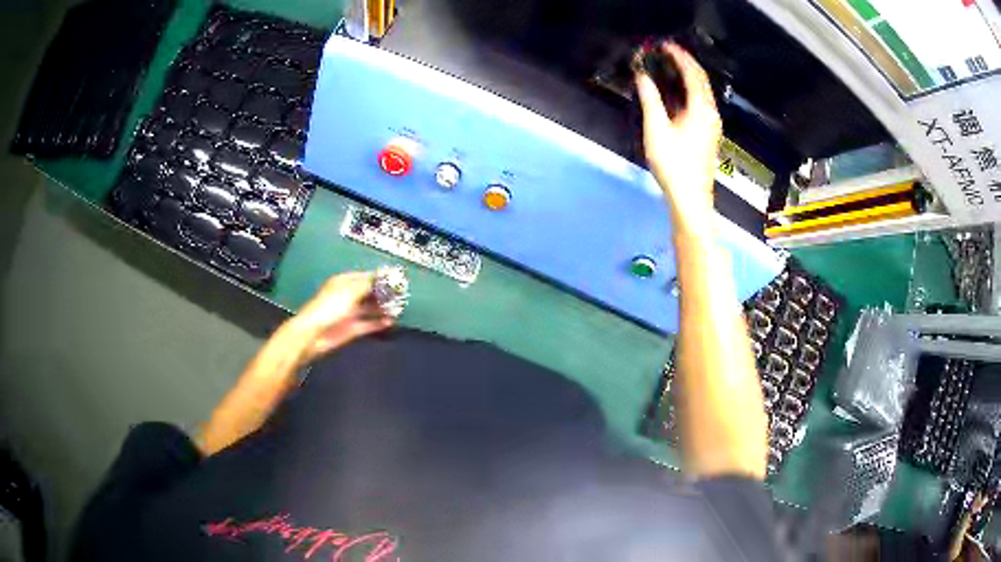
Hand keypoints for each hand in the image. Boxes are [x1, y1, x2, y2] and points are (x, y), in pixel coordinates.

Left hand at [289, 272, 393, 363]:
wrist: (314, 334)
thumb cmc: (330, 307)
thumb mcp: (350, 291)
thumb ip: (369, 283)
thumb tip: (386, 274)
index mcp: (345, 282)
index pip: (366, 277)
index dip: (381, 278)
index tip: (398, 279)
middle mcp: (348, 296)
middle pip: (370, 293)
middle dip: (384, 294)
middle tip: (402, 295)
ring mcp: (350, 313)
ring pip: (370, 309)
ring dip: (383, 308)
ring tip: (399, 309)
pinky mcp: (352, 329)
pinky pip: (369, 324)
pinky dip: (379, 323)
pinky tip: (391, 322)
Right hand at [635, 43, 721, 231]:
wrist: (691, 198)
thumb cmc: (674, 166)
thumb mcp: (656, 130)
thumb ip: (650, 100)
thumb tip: (642, 78)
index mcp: (701, 110)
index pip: (693, 74)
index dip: (680, 57)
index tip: (666, 46)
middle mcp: (710, 114)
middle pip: (702, 81)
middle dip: (686, 64)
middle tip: (668, 53)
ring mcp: (712, 126)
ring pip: (703, 93)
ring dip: (689, 78)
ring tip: (671, 68)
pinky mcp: (709, 135)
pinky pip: (702, 104)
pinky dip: (690, 92)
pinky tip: (678, 95)